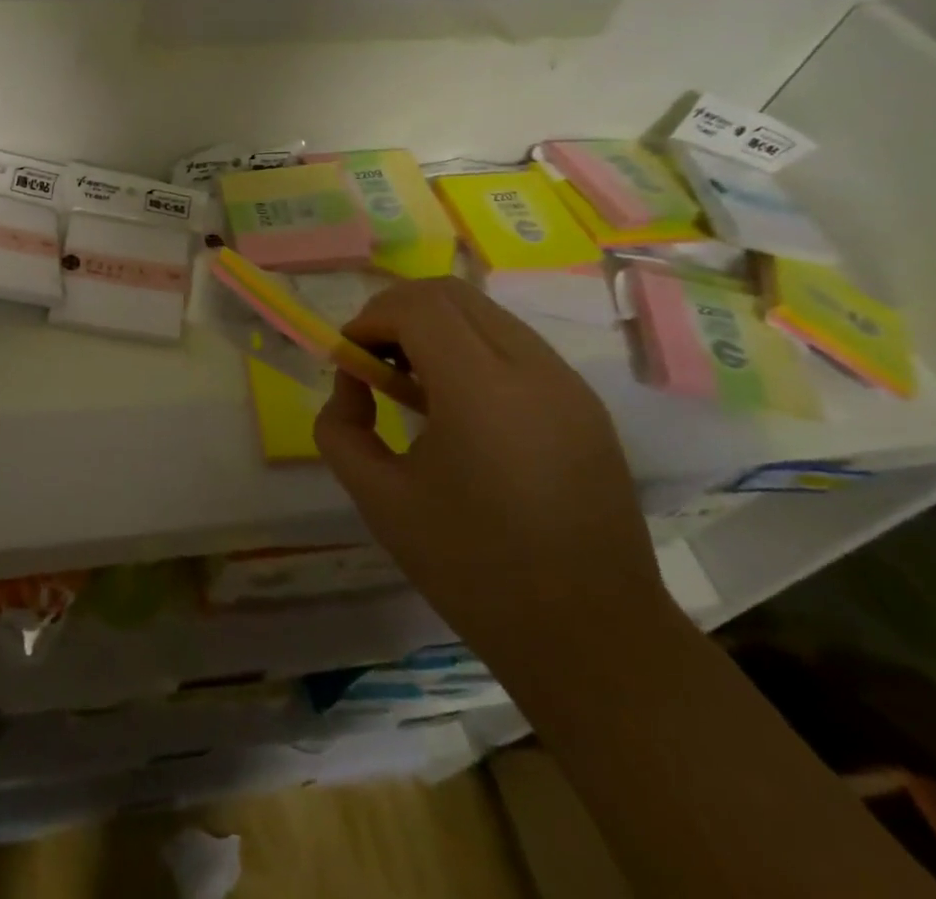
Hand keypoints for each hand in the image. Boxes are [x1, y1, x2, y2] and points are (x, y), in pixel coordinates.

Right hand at [314, 278, 671, 668]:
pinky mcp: (585, 406)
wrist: (594, 641)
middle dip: (398, 312)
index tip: (348, 357)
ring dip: (436, 328)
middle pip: (452, 294)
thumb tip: (350, 388)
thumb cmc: (475, 571)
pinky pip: (515, 346)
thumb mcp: (380, 500)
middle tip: (372, 360)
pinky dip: (471, 350)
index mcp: (483, 391)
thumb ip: (341, 430)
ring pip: (486, 314)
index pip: (418, 307)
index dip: (370, 318)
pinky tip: (458, 408)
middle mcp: (534, 370)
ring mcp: (568, 385)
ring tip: (411, 385)